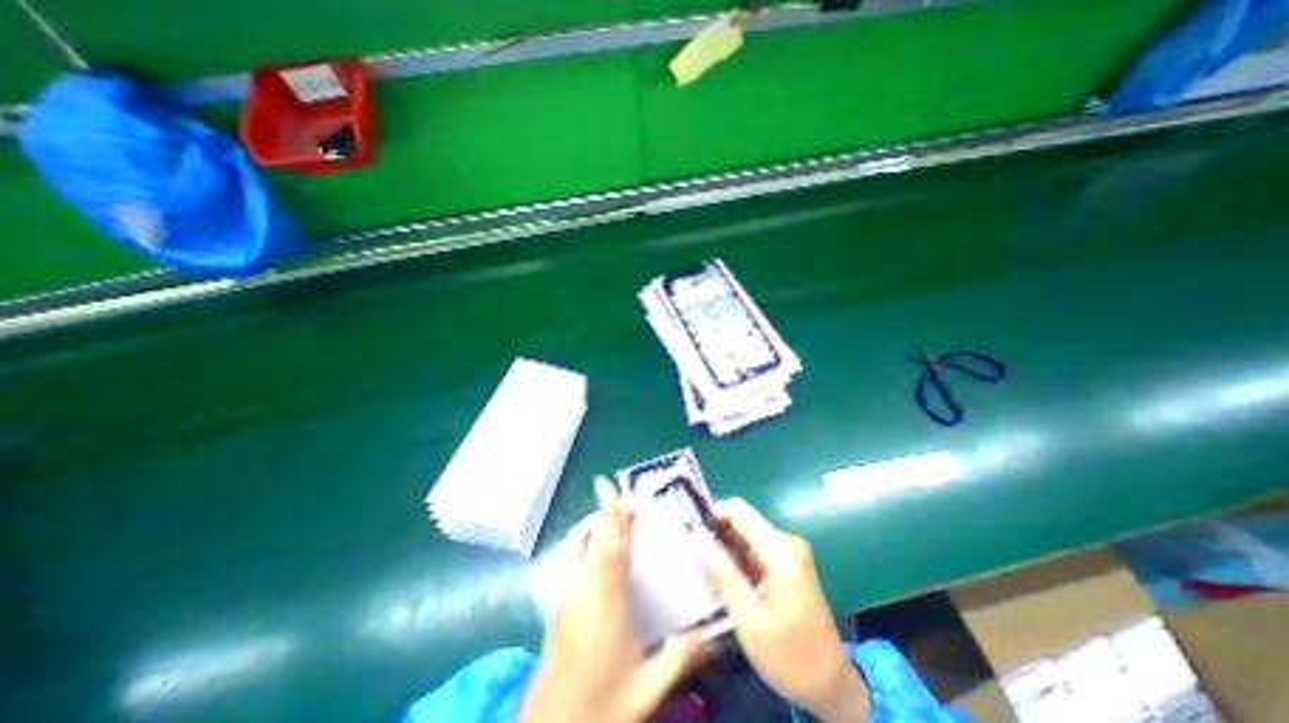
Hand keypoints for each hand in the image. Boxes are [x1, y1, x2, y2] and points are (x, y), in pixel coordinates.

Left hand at [517, 479, 702, 722]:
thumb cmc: (599, 711)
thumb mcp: (646, 690)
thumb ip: (679, 657)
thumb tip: (709, 635)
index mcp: (603, 602)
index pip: (610, 545)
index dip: (613, 513)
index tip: (617, 488)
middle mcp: (578, 591)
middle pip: (584, 538)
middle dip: (600, 513)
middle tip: (621, 502)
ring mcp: (561, 599)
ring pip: (570, 548)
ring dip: (587, 527)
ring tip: (607, 523)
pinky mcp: (553, 609)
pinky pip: (565, 562)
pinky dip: (579, 546)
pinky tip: (593, 559)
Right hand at [700, 498, 869, 721]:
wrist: (832, 685)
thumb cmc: (790, 657)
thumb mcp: (749, 619)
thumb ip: (723, 573)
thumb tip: (697, 538)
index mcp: (781, 551)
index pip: (739, 510)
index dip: (712, 513)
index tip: (689, 528)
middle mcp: (787, 542)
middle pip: (742, 520)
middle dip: (715, 531)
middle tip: (689, 550)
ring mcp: (789, 551)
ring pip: (745, 534)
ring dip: (723, 546)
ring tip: (700, 564)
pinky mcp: (787, 562)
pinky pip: (754, 548)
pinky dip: (735, 557)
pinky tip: (721, 575)